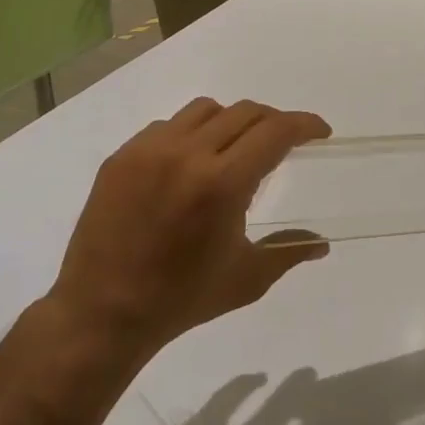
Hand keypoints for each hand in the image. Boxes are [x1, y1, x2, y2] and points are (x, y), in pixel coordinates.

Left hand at [49, 98, 331, 357]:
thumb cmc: (182, 299)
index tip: (320, 132)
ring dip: (231, 121)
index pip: (275, 131)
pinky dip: (191, 134)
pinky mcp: (120, 158)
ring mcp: (148, 151)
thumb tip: (322, 243)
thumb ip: (289, 251)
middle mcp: (187, 154)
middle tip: (284, 143)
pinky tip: (190, 164)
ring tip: (235, 148)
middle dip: (274, 121)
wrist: (102, 313)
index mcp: (223, 184)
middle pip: (245, 112)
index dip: (305, 124)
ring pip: (204, 110)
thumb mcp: (247, 278)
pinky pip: (167, 126)